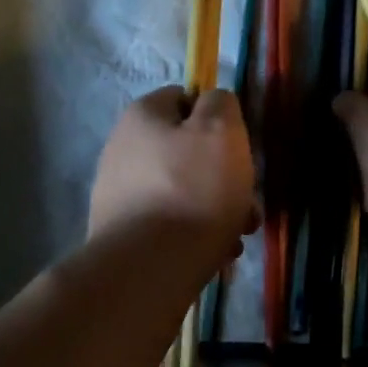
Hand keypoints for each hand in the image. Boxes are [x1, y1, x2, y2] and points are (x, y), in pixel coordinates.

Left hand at [89, 87, 257, 258]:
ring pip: (182, 193)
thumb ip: (221, 105)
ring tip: (236, 237)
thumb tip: (213, 102)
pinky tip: (214, 254)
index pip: (183, 98)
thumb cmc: (193, 191)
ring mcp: (119, 194)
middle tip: (247, 203)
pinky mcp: (123, 233)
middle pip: (185, 153)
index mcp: (141, 116)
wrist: (148, 268)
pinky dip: (193, 235)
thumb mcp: (221, 132)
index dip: (215, 118)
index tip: (237, 147)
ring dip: (214, 211)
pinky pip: (169, 225)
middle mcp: (122, 149)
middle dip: (222, 177)